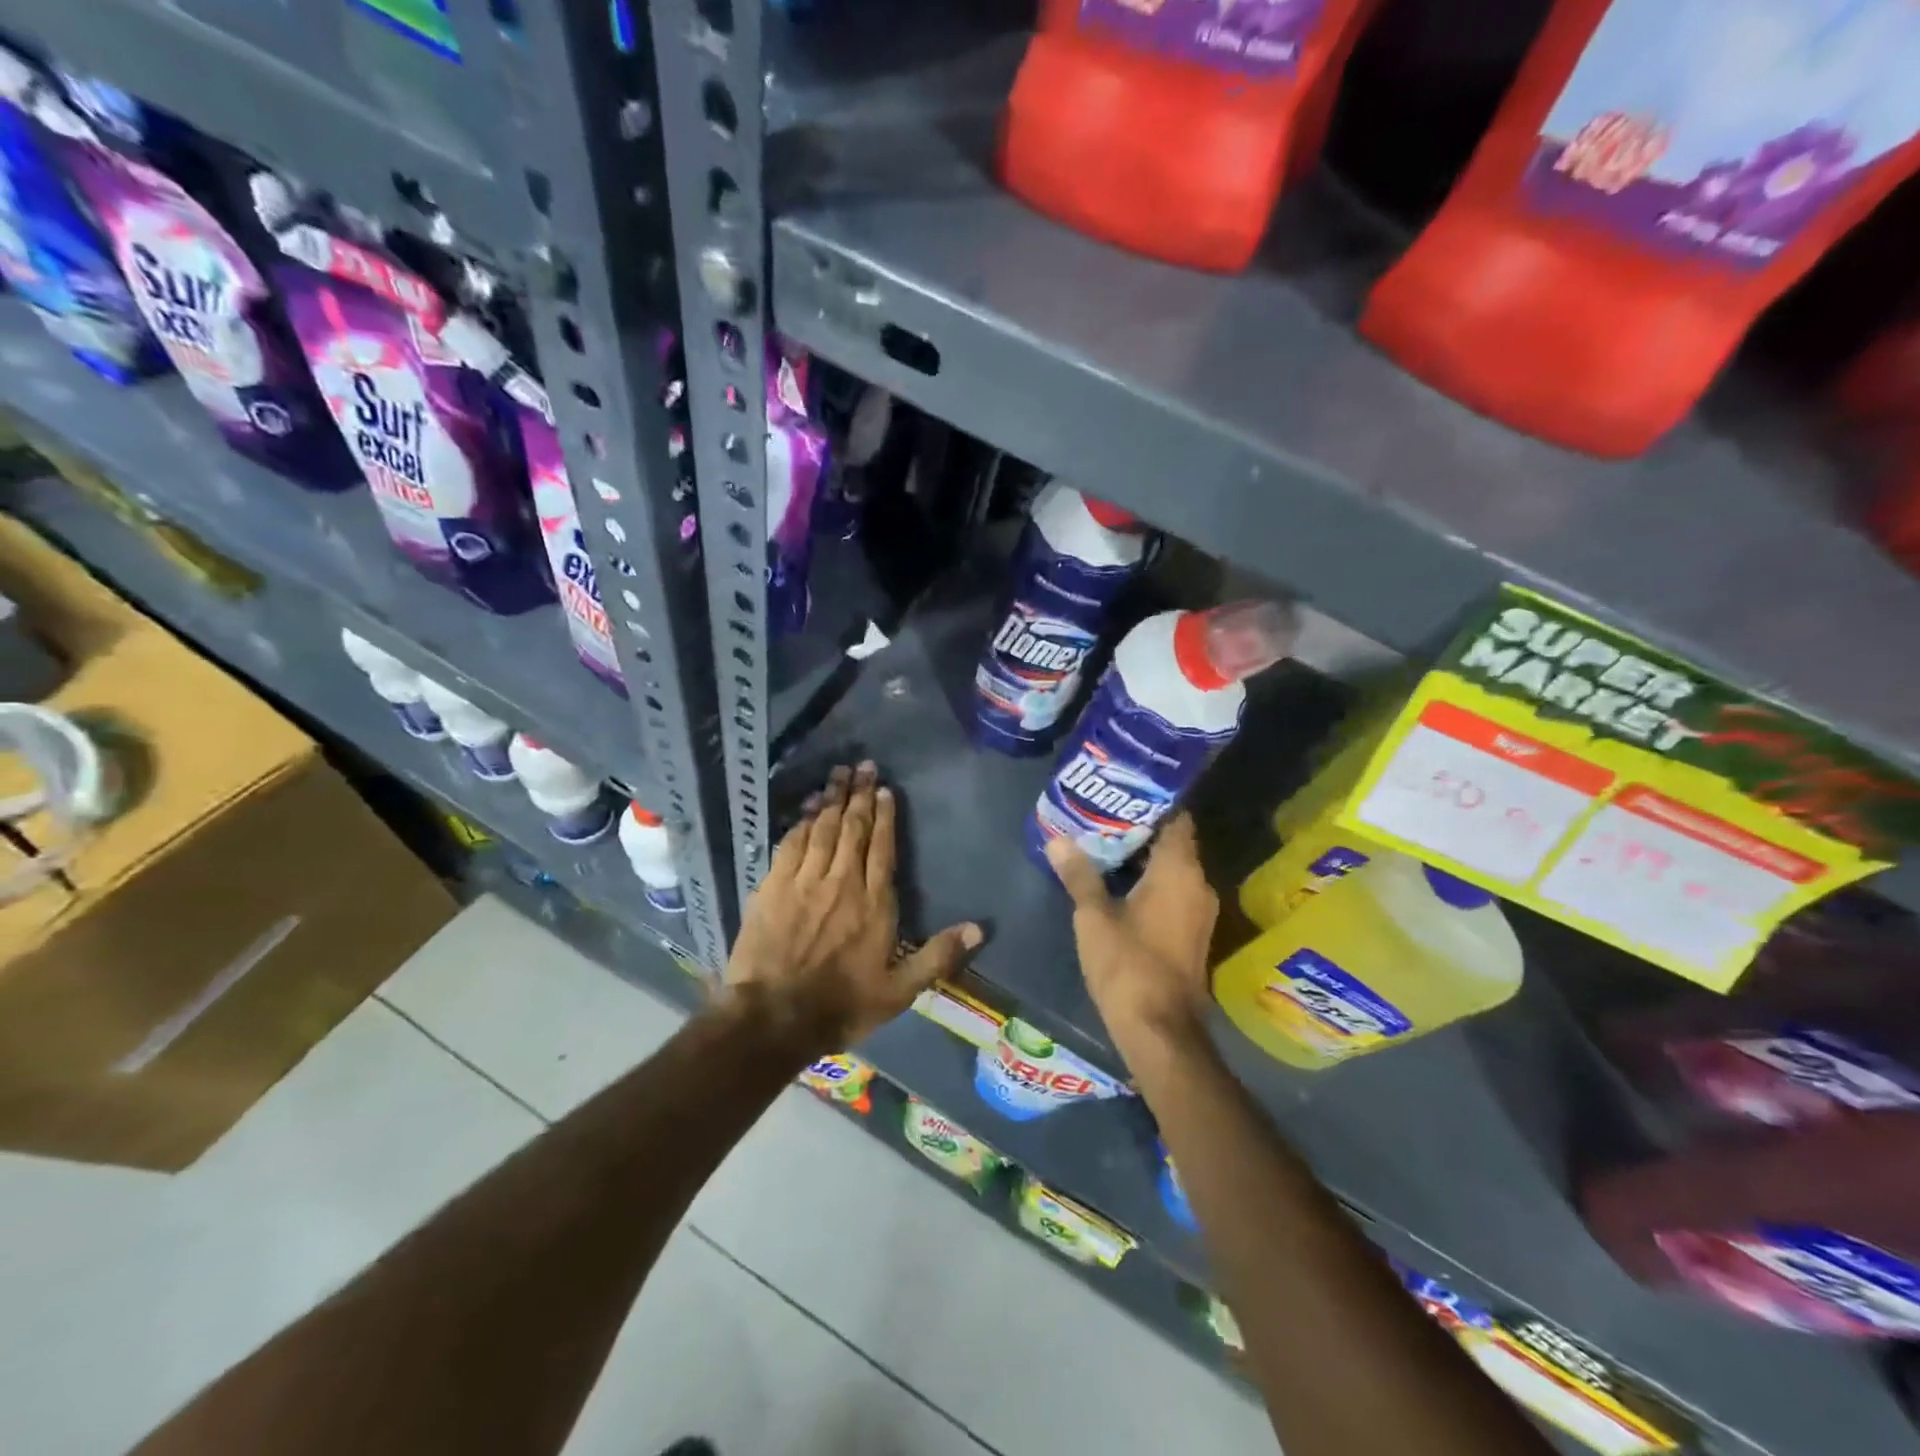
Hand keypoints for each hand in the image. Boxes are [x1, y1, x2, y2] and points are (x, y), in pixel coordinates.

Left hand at [724, 762, 981, 1056]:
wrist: (773, 1017)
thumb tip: (979, 928)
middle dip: (859, 795)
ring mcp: (803, 881)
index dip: (885, 817)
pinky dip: (801, 822)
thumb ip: (938, 956)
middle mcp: (841, 882)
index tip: (885, 790)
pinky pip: (791, 844)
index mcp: (874, 903)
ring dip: (832, 799)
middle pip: (852, 829)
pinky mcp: (772, 887)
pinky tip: (807, 809)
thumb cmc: (841, 1005)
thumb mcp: (900, 991)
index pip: (882, 848)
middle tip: (864, 766)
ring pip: (822, 829)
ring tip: (839, 774)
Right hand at [1045, 814, 1217, 1063]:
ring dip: (1144, 859)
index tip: (1122, 793)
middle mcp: (1198, 884)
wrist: (1160, 1030)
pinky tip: (1120, 885)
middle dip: (1140, 830)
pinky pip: (1175, 893)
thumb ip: (1079, 875)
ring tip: (1104, 846)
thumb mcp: (1094, 917)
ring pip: (1174, 870)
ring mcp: (1200, 912)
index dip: (1152, 803)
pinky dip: (1152, 883)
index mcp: (1179, 870)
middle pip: (1174, 843)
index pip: (1176, 819)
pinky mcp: (1194, 934)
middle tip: (1102, 818)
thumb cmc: (1128, 965)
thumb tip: (1057, 841)